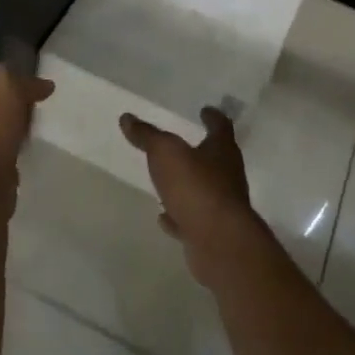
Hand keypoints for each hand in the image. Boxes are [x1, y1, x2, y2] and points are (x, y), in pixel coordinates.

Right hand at [119, 108, 262, 284]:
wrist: (219, 243)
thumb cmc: (196, 187)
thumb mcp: (165, 153)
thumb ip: (147, 136)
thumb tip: (127, 117)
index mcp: (221, 151)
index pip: (221, 127)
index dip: (212, 117)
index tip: (206, 111)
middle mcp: (227, 176)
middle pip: (216, 158)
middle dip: (201, 150)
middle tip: (183, 143)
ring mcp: (221, 207)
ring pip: (203, 189)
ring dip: (188, 184)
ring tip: (168, 180)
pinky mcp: (211, 233)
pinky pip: (192, 219)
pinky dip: (178, 216)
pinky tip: (164, 216)